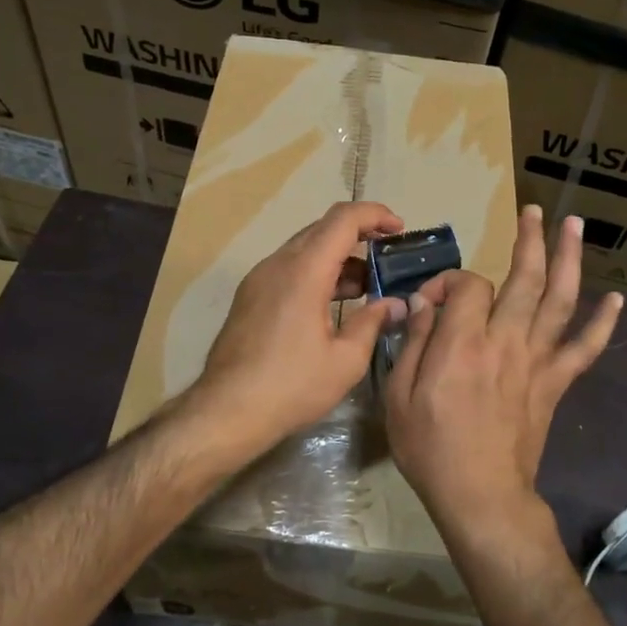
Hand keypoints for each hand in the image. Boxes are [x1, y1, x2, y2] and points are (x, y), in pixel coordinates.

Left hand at [186, 201, 407, 460]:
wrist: (227, 411)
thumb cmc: (291, 386)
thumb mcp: (345, 360)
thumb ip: (372, 322)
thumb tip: (395, 304)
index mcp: (304, 271)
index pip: (343, 220)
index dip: (375, 215)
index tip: (399, 228)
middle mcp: (278, 264)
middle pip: (322, 229)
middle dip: (359, 235)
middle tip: (388, 257)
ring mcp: (259, 279)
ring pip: (304, 249)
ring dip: (337, 257)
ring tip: (367, 286)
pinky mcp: (250, 296)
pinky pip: (289, 268)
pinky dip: (316, 272)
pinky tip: (333, 303)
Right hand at [385, 205, 623, 532]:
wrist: (481, 496)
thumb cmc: (431, 448)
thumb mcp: (399, 396)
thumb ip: (413, 344)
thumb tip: (423, 305)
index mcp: (462, 344)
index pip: (467, 285)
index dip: (449, 281)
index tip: (431, 300)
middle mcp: (505, 342)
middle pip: (524, 278)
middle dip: (529, 239)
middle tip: (533, 210)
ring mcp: (536, 361)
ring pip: (559, 300)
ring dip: (568, 259)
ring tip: (573, 225)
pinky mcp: (555, 383)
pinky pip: (584, 348)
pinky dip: (602, 323)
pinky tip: (615, 299)